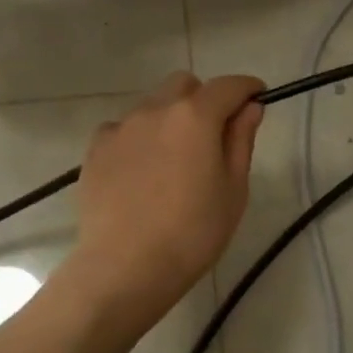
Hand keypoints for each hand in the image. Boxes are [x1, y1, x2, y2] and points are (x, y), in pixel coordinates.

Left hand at [65, 72, 264, 325]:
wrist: (125, 267)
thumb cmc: (193, 233)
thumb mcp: (233, 190)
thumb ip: (240, 141)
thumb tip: (249, 108)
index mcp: (195, 117)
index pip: (229, 86)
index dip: (247, 89)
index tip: (257, 99)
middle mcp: (155, 110)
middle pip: (184, 85)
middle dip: (204, 98)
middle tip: (212, 136)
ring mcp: (120, 128)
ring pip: (152, 107)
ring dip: (169, 120)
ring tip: (173, 163)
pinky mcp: (95, 149)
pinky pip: (123, 130)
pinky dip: (139, 140)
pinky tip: (141, 175)